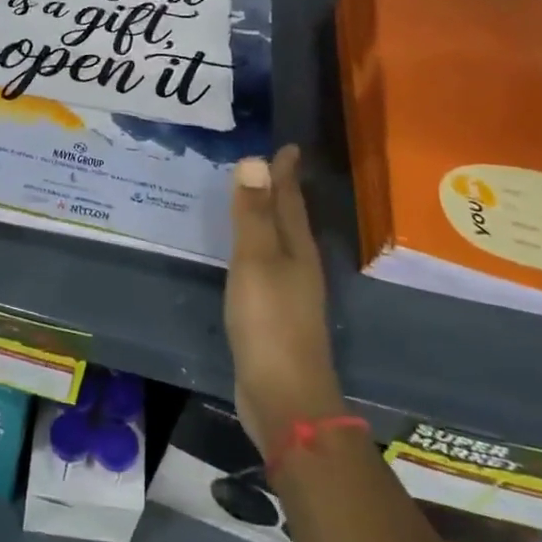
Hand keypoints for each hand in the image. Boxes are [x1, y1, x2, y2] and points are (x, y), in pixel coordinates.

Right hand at [226, 144, 343, 453]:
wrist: (284, 396)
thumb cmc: (270, 322)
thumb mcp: (256, 261)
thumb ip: (254, 214)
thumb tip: (254, 161)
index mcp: (298, 248)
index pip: (290, 199)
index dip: (286, 172)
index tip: (287, 146)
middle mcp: (299, 265)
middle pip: (289, 218)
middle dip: (279, 191)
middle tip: (264, 165)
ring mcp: (289, 292)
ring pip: (278, 242)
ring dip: (267, 219)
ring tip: (251, 200)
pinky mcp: (274, 315)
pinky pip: (264, 266)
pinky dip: (254, 248)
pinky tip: (242, 254)